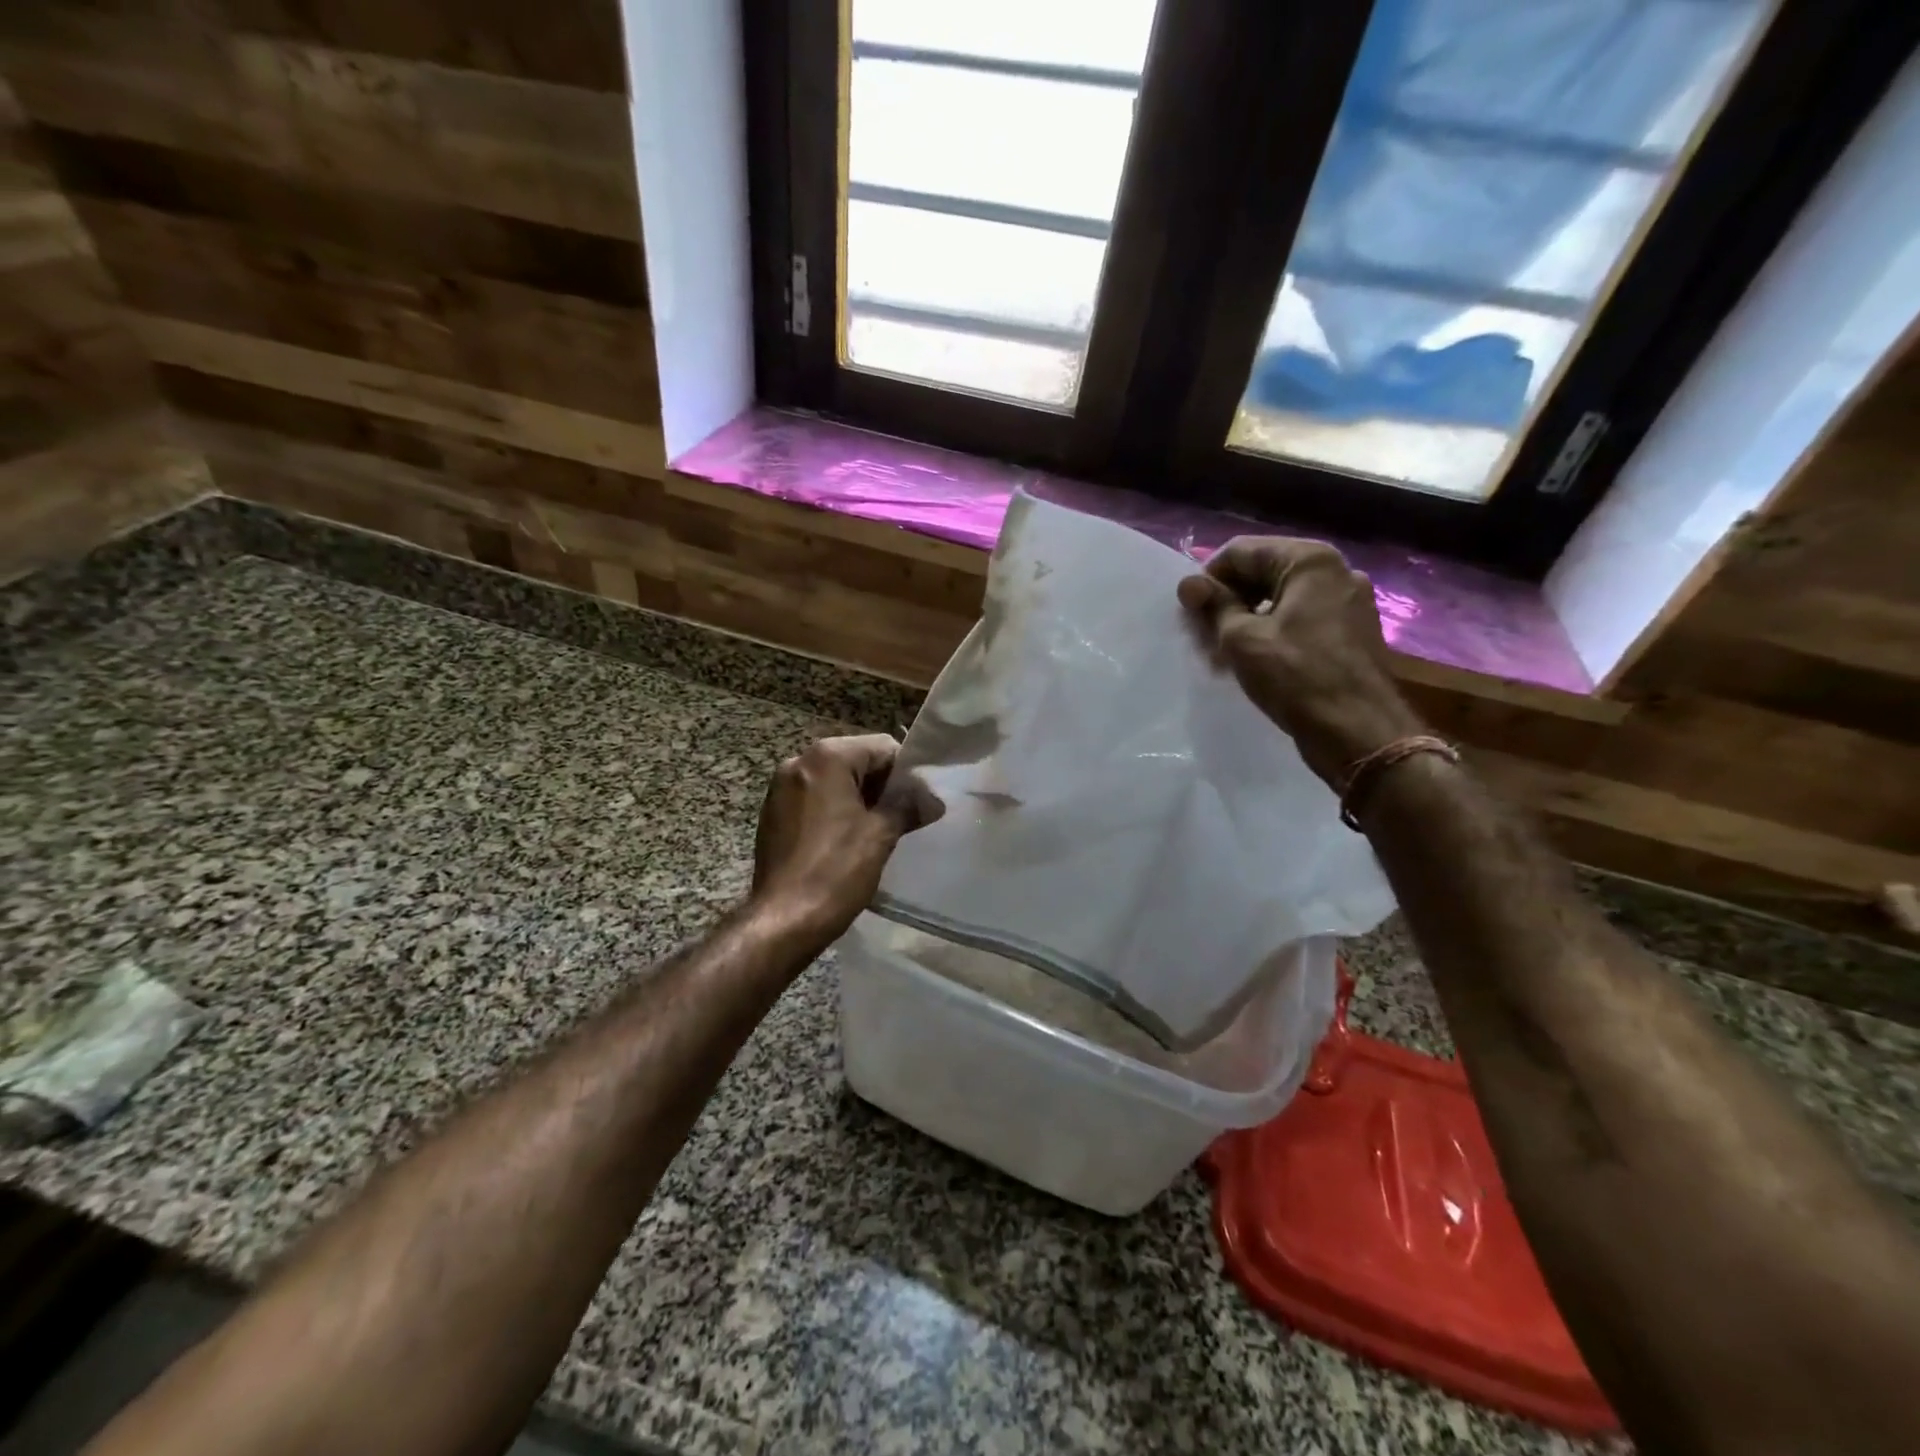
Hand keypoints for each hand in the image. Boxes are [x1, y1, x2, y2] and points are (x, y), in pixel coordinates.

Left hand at [751, 734, 932, 943]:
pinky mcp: (773, 814)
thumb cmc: (835, 871)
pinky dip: (836, 811)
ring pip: (835, 782)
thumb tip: (933, 800)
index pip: (881, 747)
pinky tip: (849, 840)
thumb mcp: (880, 835)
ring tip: (881, 831)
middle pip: (856, 761)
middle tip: (906, 817)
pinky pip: (815, 800)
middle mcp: (799, 762)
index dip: (907, 772)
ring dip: (860, 800)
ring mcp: (780, 788)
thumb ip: (908, 807)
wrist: (783, 921)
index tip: (921, 801)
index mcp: (826, 758)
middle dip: (883, 786)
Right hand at [1178, 537, 1426, 787]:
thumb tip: (1188, 583)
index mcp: (1310, 560)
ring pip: (1280, 598)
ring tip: (1223, 654)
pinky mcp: (1350, 632)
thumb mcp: (1242, 639)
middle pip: (1263, 572)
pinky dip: (1271, 634)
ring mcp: (1348, 602)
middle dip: (1227, 600)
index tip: (1189, 613)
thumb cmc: (1296, 677)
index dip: (1208, 579)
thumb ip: (1214, 605)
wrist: (1358, 732)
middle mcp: (1335, 571)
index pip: (1241, 551)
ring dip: (1246, 620)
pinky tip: (1253, 662)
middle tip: (1202, 635)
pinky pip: (1299, 620)